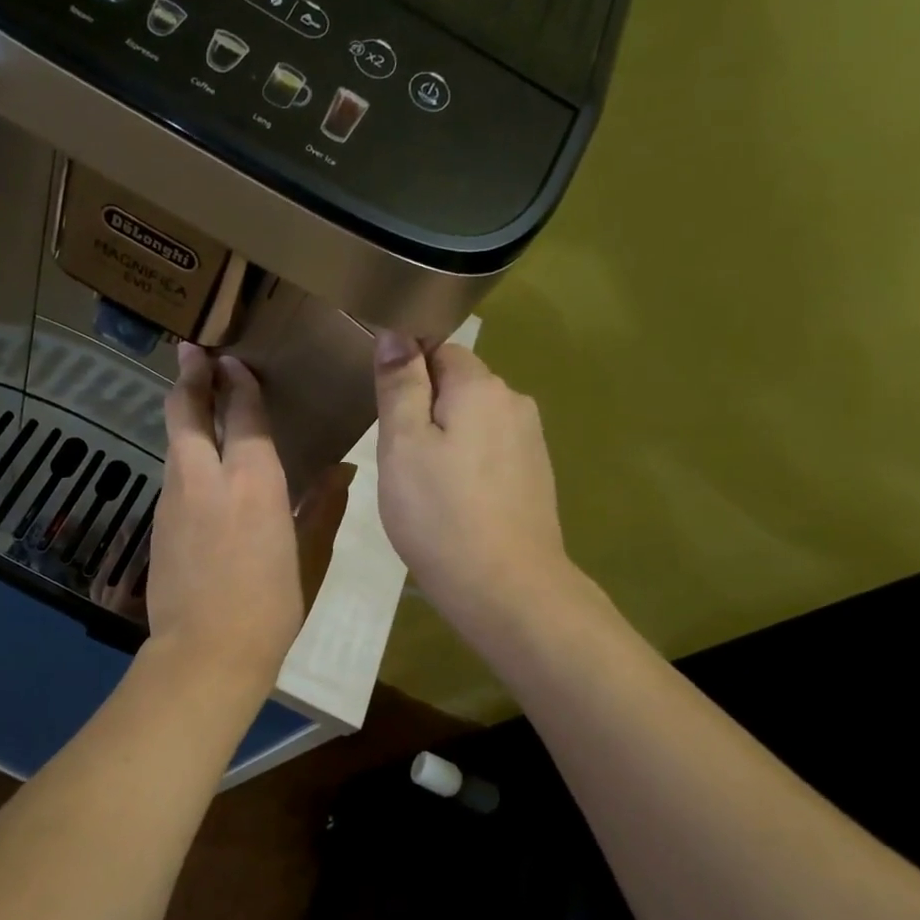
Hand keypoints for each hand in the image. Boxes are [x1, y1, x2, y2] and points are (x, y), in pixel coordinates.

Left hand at [146, 345, 350, 686]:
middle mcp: (206, 479)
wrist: (205, 654)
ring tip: (193, 395)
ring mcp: (174, 499)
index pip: (243, 414)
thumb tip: (342, 470)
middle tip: (191, 350)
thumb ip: (322, 507)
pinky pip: (172, 473)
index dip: (238, 383)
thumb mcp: (309, 558)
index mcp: (253, 483)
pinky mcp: (158, 522)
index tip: (233, 360)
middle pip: (187, 412)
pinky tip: (196, 460)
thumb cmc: (270, 609)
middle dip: (190, 376)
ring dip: (183, 412)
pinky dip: (182, 452)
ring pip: (174, 441)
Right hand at [372, 333, 589, 639]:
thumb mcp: (403, 445)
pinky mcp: (535, 475)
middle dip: (425, 407)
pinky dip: (468, 464)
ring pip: (474, 420)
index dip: (406, 371)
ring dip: (446, 438)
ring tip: (421, 483)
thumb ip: (400, 385)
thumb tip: (396, 332)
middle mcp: (514, 402)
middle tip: (396, 455)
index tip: (384, 410)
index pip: (438, 349)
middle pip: (459, 384)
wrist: (506, 588)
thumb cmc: (440, 514)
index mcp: (480, 386)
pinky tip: (453, 500)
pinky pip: (490, 451)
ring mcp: (530, 441)